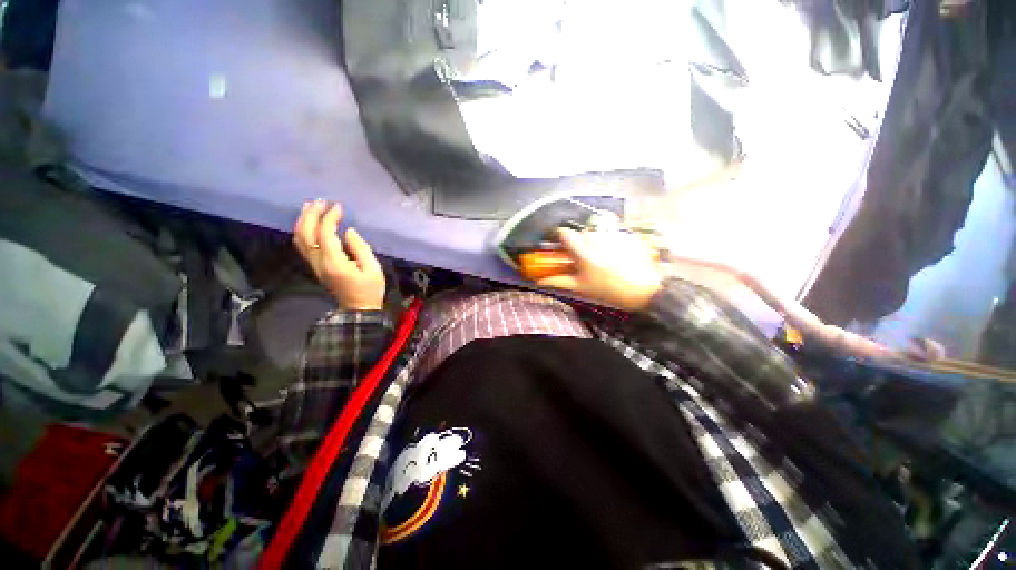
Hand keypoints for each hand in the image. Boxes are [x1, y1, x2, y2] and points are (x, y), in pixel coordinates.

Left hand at [293, 201, 385, 310]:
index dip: (329, 218)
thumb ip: (361, 248)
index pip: (325, 234)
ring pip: (300, 239)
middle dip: (311, 215)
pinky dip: (303, 231)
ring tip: (311, 207)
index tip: (338, 207)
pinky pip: (303, 245)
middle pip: (306, 234)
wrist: (358, 309)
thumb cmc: (370, 289)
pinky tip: (310, 223)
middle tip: (320, 201)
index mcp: (335, 262)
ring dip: (303, 221)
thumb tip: (348, 232)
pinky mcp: (316, 267)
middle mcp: (319, 262)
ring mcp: (315, 265)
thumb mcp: (373, 269)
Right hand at [535, 227, 662, 310]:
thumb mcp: (581, 287)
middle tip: (583, 256)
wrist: (643, 290)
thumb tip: (540, 282)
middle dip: (579, 241)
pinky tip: (616, 254)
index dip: (559, 236)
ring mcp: (613, 234)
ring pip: (597, 230)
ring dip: (595, 240)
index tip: (560, 244)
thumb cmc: (609, 290)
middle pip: (581, 232)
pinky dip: (611, 240)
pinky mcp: (627, 234)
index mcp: (583, 250)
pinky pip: (613, 231)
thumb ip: (559, 281)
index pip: (564, 232)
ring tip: (602, 256)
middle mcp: (597, 238)